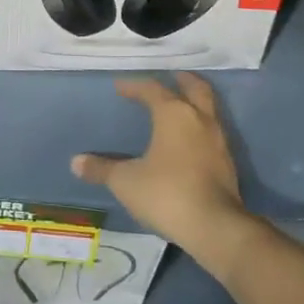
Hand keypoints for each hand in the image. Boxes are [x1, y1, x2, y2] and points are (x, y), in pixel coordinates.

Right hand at [72, 74, 256, 274]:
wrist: (215, 228)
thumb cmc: (166, 193)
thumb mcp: (126, 181)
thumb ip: (102, 169)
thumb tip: (76, 162)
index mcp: (174, 114)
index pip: (152, 89)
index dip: (134, 86)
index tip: (120, 87)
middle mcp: (199, 120)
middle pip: (195, 89)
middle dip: (182, 80)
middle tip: (171, 75)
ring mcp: (218, 142)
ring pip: (208, 110)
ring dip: (194, 104)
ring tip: (180, 106)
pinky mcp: (228, 164)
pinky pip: (212, 133)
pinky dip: (200, 128)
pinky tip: (189, 141)